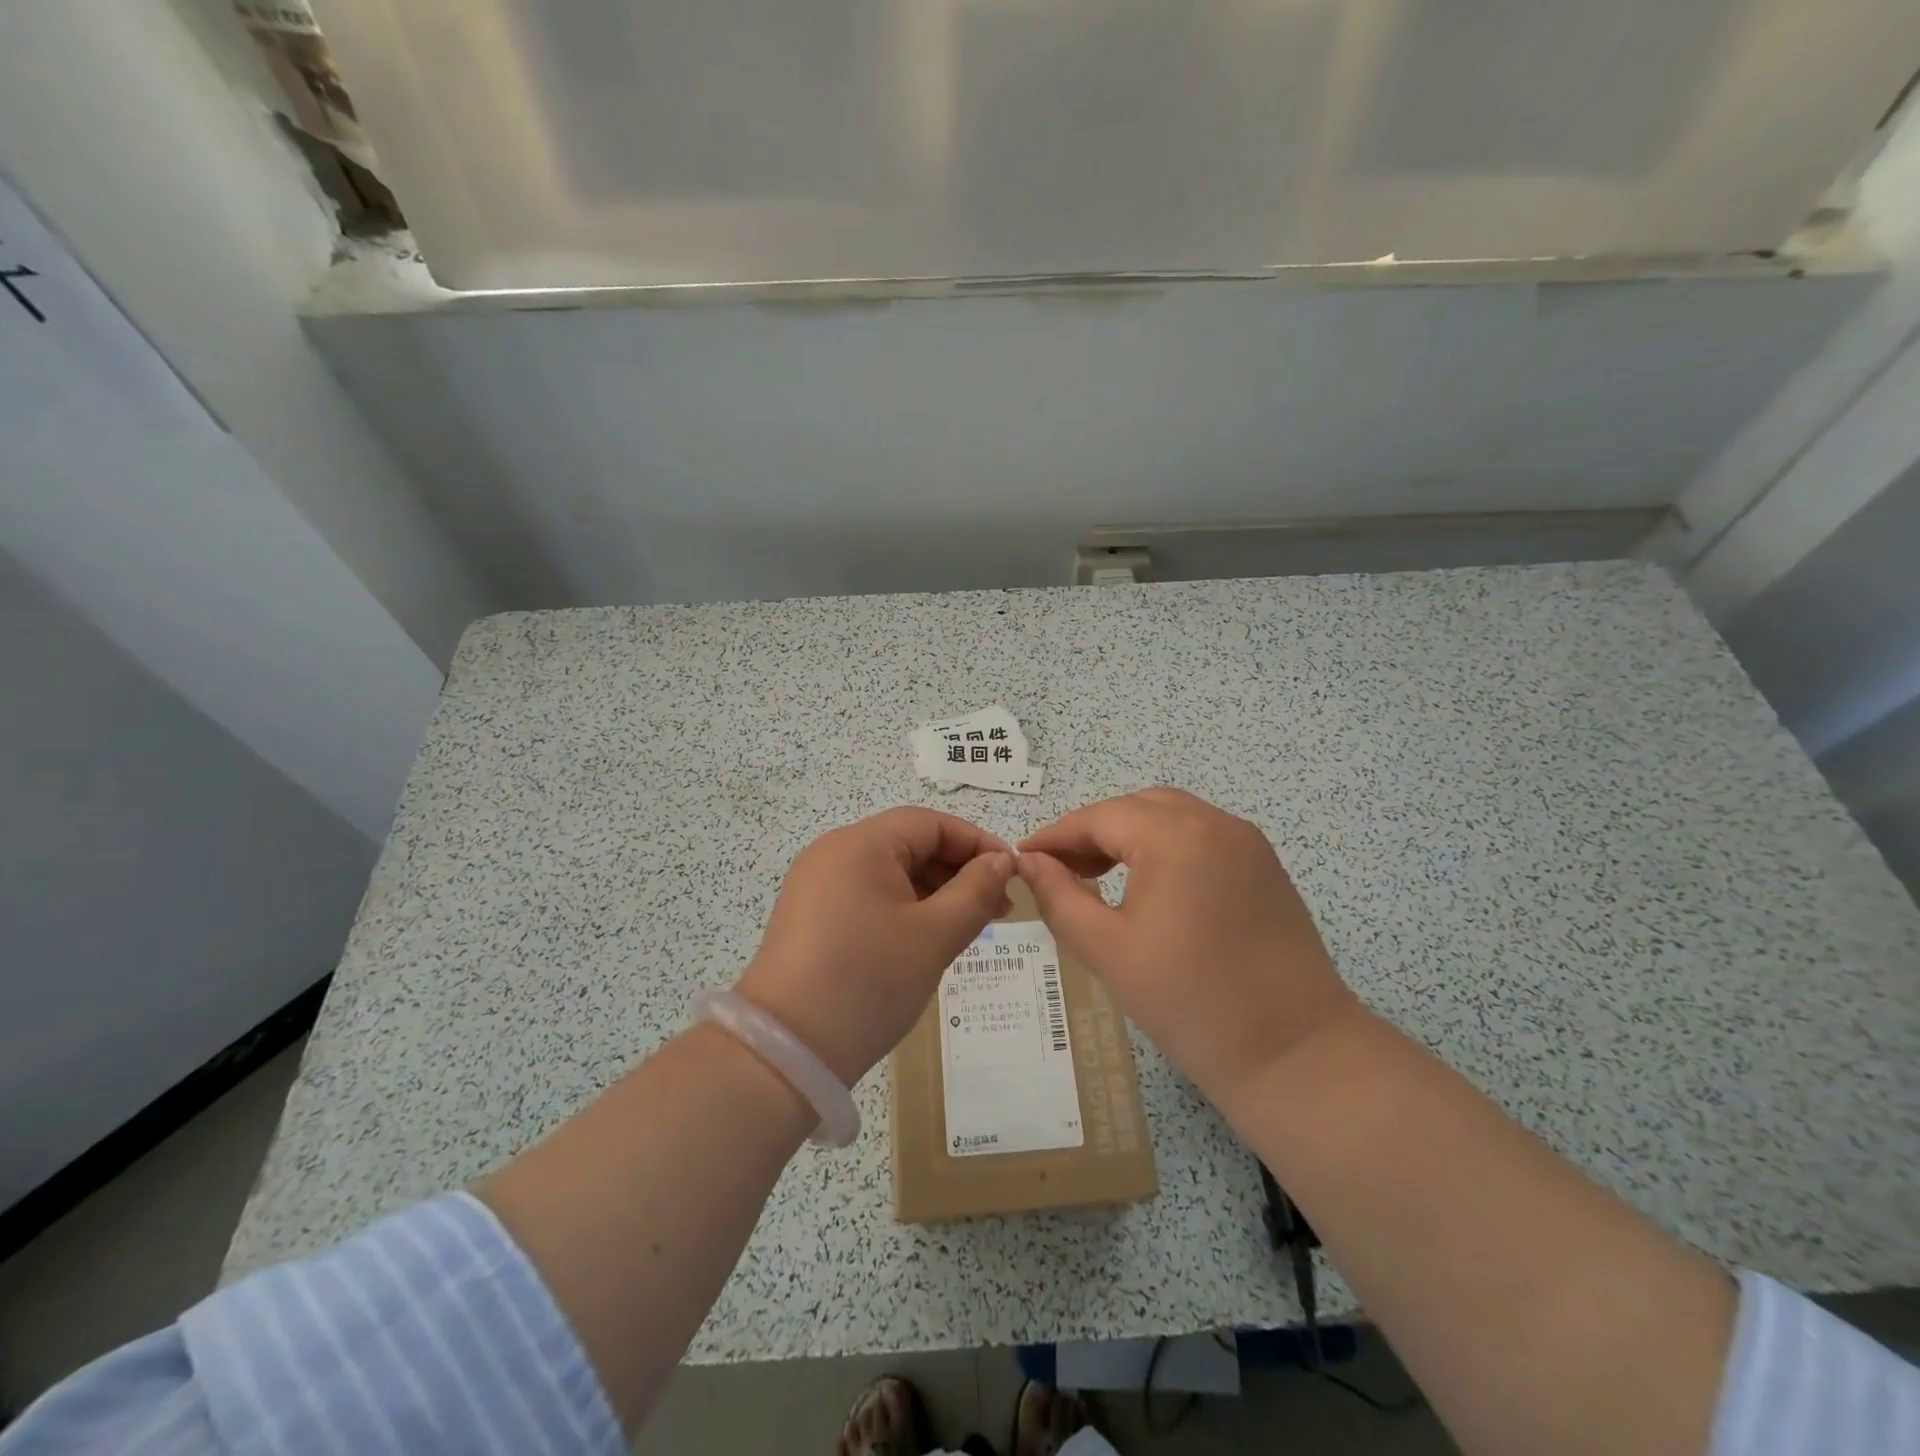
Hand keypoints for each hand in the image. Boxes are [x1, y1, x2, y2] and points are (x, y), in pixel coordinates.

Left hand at [736, 808, 1014, 1085]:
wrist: (785, 1053)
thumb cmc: (868, 982)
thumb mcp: (934, 936)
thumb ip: (976, 892)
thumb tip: (1001, 862)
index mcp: (860, 844)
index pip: (930, 823)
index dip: (976, 842)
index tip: (1012, 875)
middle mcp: (834, 852)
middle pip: (909, 844)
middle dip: (957, 870)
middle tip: (998, 908)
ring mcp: (817, 885)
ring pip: (890, 872)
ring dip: (933, 892)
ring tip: (970, 926)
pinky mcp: (810, 916)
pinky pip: (868, 895)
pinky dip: (904, 908)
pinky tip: (928, 938)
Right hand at [1019, 788, 1357, 1103]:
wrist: (1294, 1053)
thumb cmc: (1189, 1002)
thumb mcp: (1106, 948)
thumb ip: (1059, 896)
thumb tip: (1029, 862)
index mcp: (1175, 836)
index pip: (1099, 817)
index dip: (1056, 835)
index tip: (1022, 857)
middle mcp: (1215, 823)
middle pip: (1136, 808)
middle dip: (1093, 831)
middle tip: (1061, 869)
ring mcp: (1247, 842)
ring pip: (1171, 816)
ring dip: (1130, 835)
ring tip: (1098, 875)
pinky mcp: (1265, 866)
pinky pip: (1202, 836)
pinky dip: (1166, 846)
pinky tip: (1149, 884)